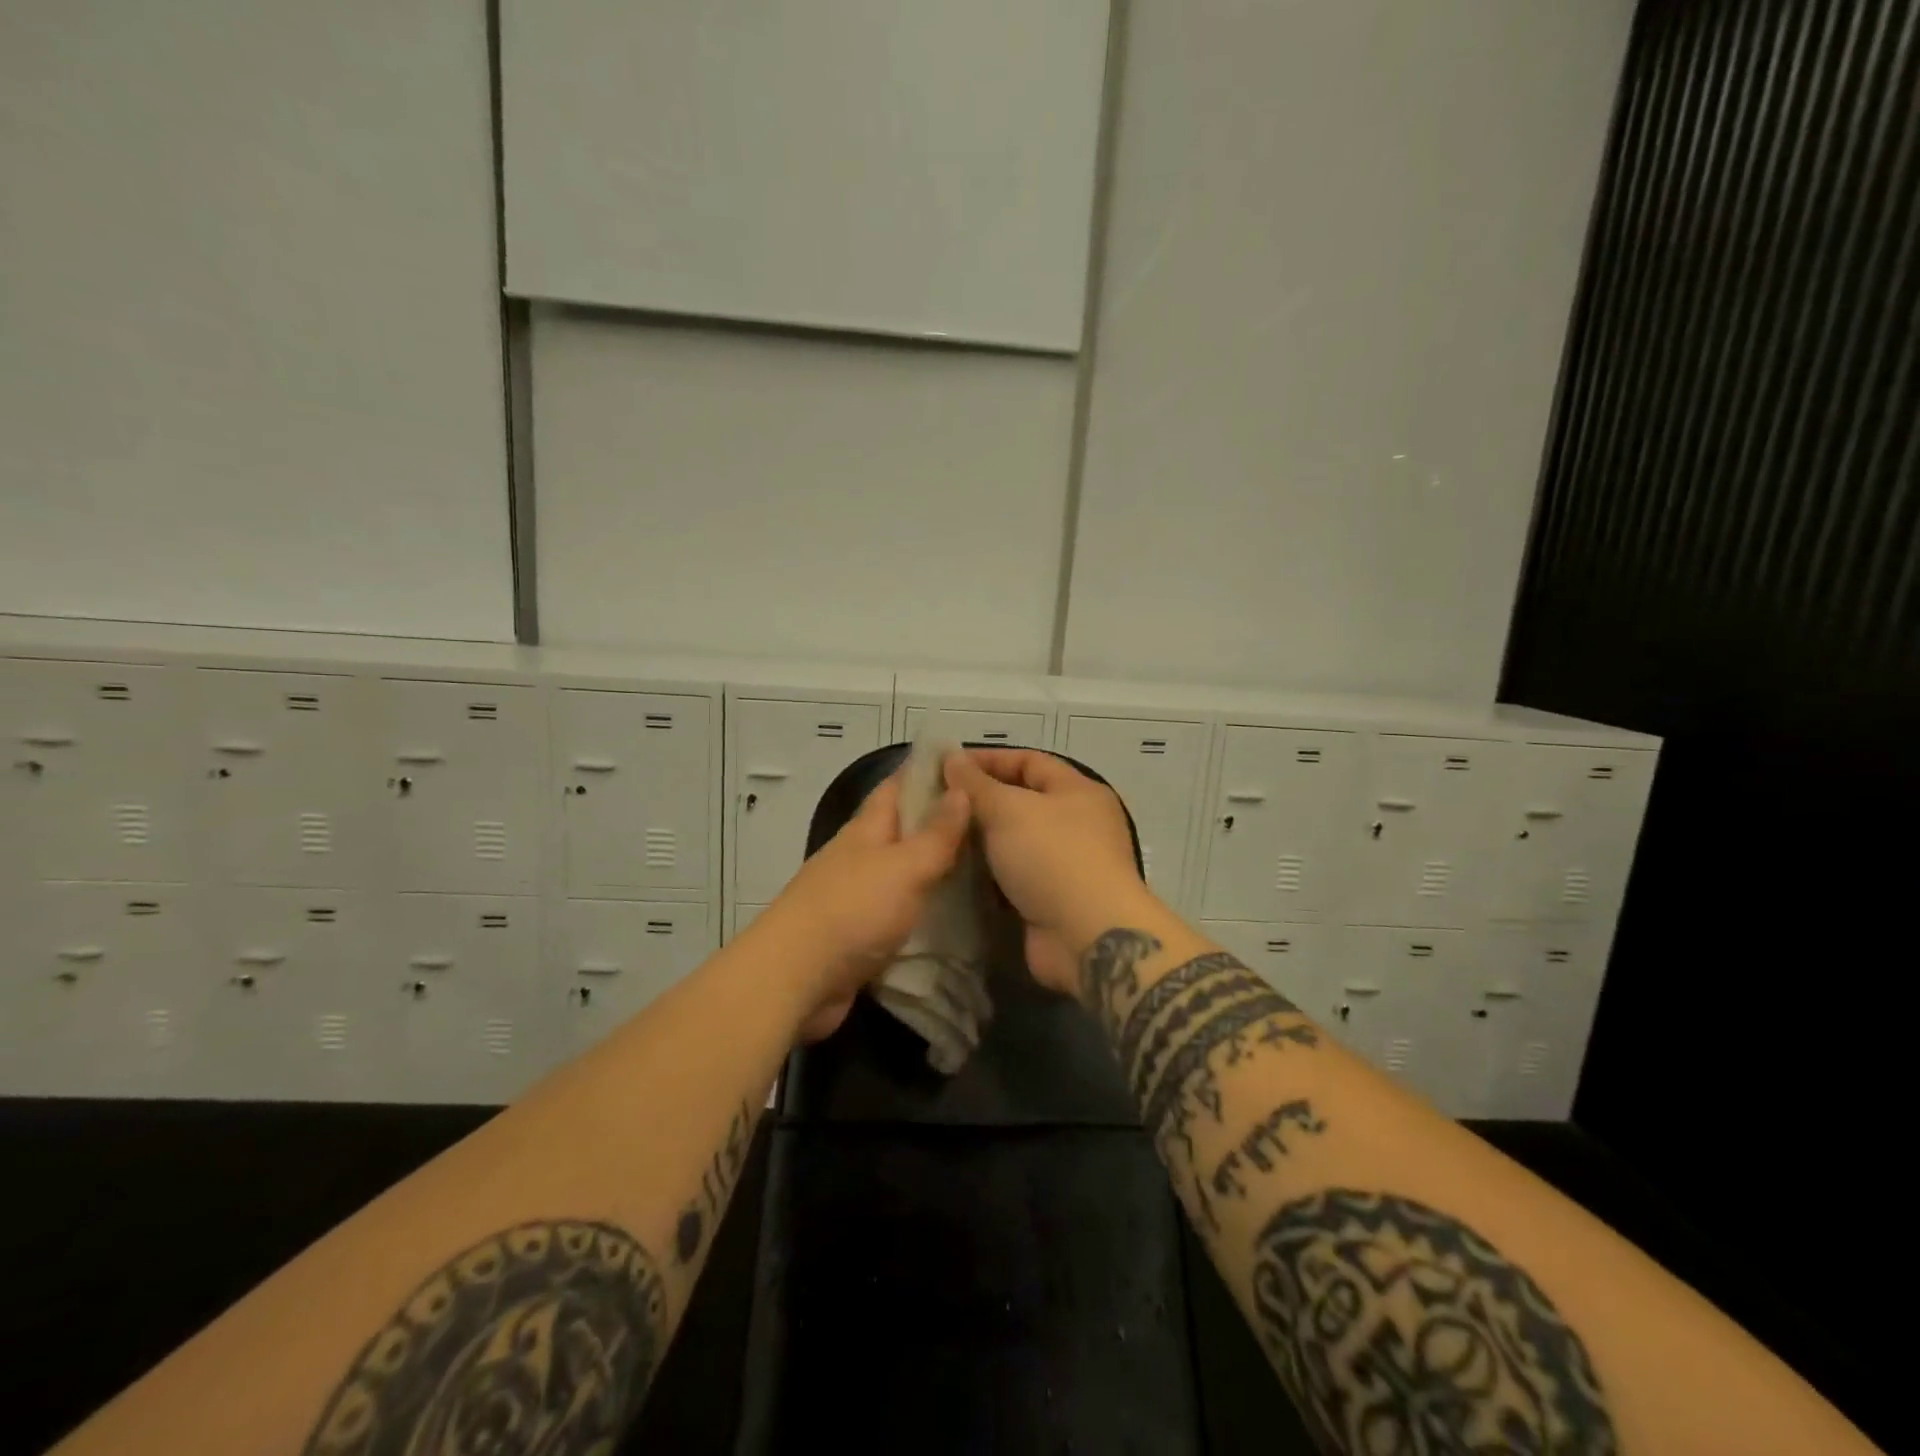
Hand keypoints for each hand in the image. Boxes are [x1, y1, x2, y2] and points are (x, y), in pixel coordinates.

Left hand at [754, 769, 970, 1041]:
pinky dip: (924, 907)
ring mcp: (856, 895)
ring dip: (934, 867)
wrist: (796, 979)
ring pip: (903, 871)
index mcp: (867, 830)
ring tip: (984, 866)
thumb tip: (961, 789)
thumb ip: (936, 833)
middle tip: (990, 822)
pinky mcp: (858, 933)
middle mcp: (859, 856)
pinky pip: (899, 910)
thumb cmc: (853, 910)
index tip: (968, 766)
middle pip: (902, 829)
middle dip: (939, 822)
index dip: (928, 772)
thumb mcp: (904, 866)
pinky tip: (954, 914)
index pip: (897, 786)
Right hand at [943, 749, 1149, 994]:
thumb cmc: (1052, 857)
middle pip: (1021, 801)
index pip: (1028, 761)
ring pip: (1013, 842)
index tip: (945, 766)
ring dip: (979, 840)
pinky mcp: (1050, 900)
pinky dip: (986, 874)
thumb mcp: (1009, 809)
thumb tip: (951, 758)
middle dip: (978, 801)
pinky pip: (1012, 877)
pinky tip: (953, 871)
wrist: (1086, 937)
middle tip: (934, 804)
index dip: (988, 760)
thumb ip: (976, 785)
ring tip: (936, 836)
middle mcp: (1076, 823)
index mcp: (1077, 791)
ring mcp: (1065, 864)